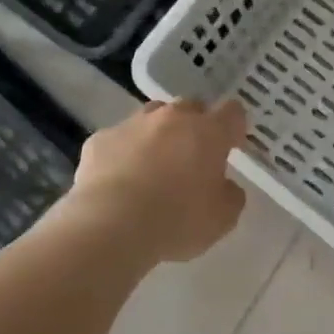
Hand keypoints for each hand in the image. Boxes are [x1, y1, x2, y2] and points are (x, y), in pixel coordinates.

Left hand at [68, 99, 247, 263]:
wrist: (111, 225)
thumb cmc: (177, 220)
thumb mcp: (222, 218)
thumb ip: (230, 195)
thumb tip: (224, 186)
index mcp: (208, 132)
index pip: (232, 113)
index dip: (234, 127)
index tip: (232, 146)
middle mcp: (171, 118)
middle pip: (190, 108)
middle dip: (195, 127)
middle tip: (193, 158)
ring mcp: (132, 125)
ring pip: (152, 118)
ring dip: (159, 135)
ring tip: (155, 166)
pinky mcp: (99, 140)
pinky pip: (119, 140)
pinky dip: (124, 154)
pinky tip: (120, 181)